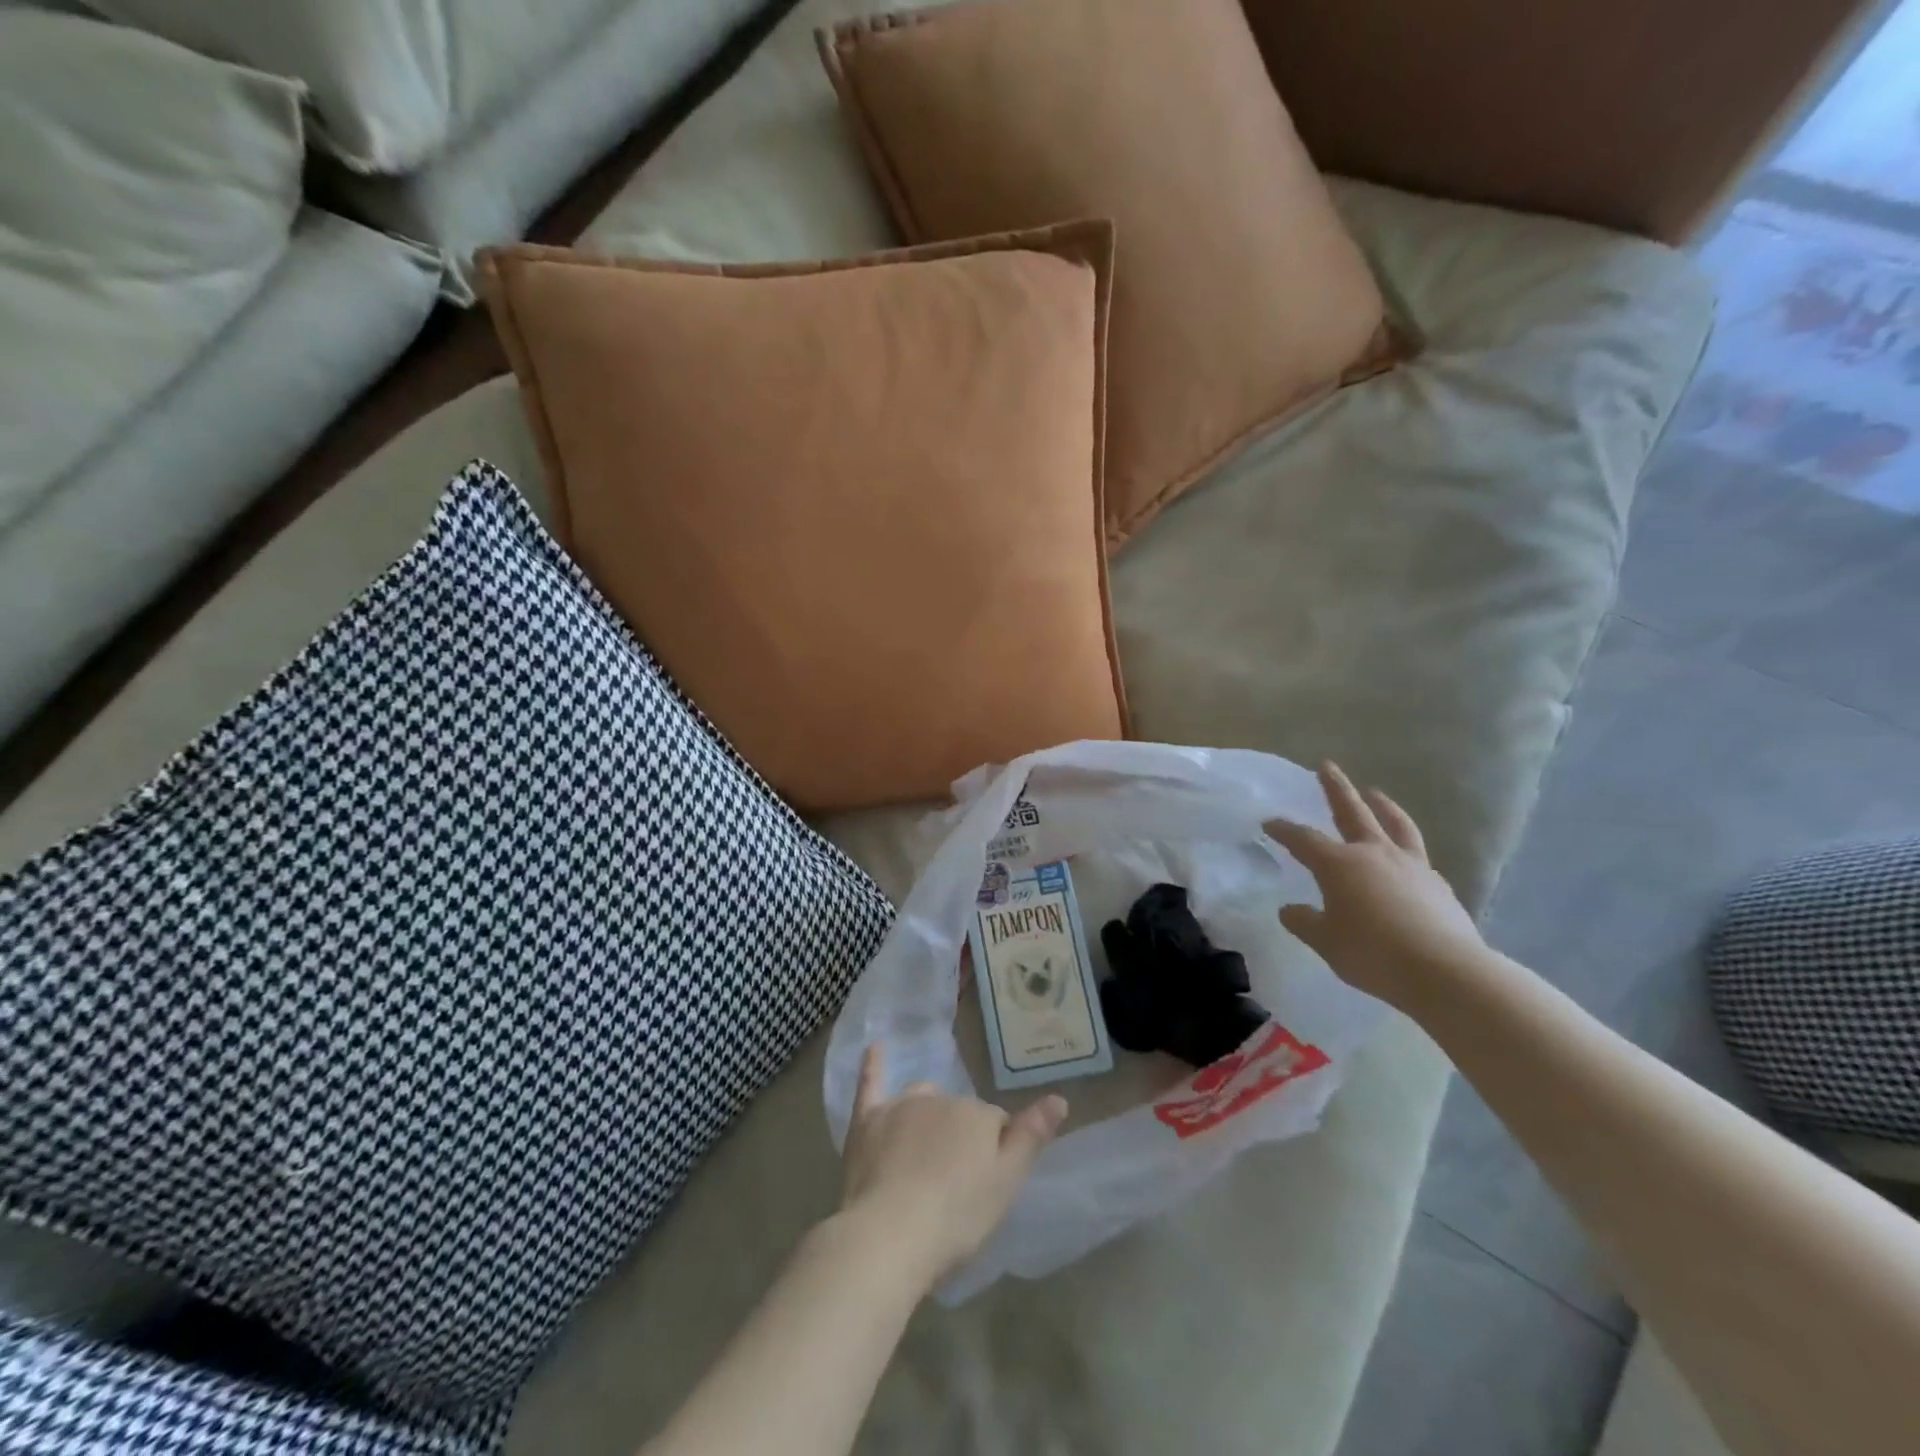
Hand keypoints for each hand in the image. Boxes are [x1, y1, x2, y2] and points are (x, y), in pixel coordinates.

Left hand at [838, 1045, 1065, 1288]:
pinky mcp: (867, 1120)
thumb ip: (1032, 1137)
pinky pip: (872, 1083)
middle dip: (961, 1139)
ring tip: (926, 1156)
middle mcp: (942, 1099)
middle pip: (959, 1114)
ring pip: (924, 1099)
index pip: (996, 1125)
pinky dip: (875, 1064)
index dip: (995, 1154)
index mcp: (978, 1115)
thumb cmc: (956, 1218)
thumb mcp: (1007, 1183)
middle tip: (955, 1185)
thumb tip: (1059, 1099)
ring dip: (929, 1116)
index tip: (986, 1185)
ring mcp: (901, 1107)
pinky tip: (876, 1045)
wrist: (889, 1235)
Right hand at [1265, 762, 1487, 1010]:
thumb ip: (1305, 922)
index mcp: (1339, 864)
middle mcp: (1374, 854)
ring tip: (1375, 793)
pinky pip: (1418, 857)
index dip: (1284, 830)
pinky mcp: (1438, 884)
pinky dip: (1406, 847)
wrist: (1444, 971)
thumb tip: (1290, 910)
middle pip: (1352, 811)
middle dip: (1336, 788)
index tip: (1269, 823)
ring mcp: (1411, 865)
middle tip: (1327, 766)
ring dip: (1382, 805)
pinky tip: (1405, 857)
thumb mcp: (1326, 942)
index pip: (1303, 839)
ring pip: (1395, 824)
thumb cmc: (1373, 954)